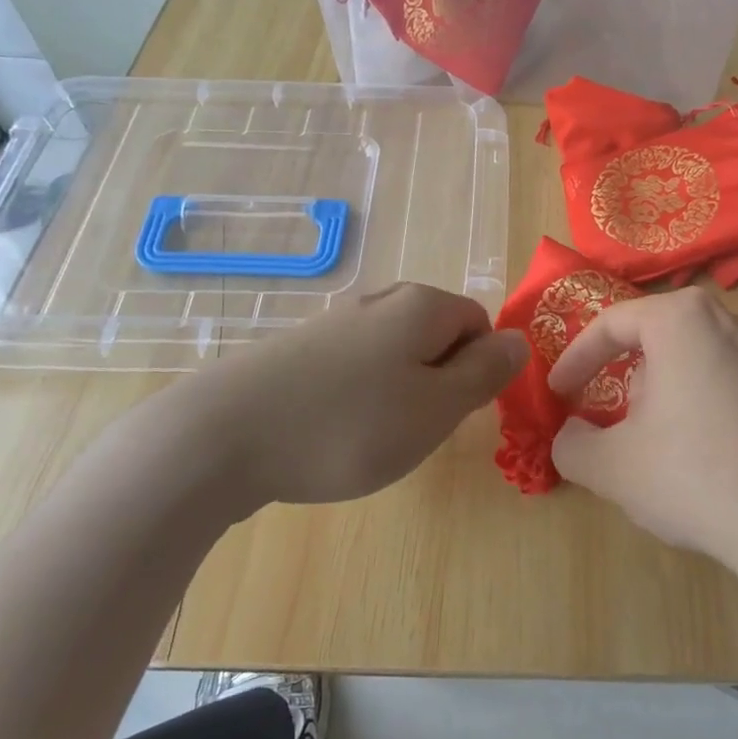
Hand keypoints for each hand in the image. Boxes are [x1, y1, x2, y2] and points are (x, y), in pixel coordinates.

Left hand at [126, 283, 526, 526]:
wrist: (218, 438)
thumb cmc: (347, 425)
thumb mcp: (436, 408)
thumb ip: (485, 372)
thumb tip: (519, 340)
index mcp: (421, 305)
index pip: (479, 324)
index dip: (477, 370)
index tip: (450, 413)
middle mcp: (379, 300)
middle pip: (436, 335)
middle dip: (438, 381)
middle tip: (414, 428)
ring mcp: (332, 322)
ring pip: (393, 354)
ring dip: (397, 393)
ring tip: (371, 436)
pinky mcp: (295, 349)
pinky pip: (352, 367)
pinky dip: (357, 398)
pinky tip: (330, 432)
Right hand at [546, 287, 737, 574]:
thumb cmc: (694, 477)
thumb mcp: (611, 467)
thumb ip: (572, 445)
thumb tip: (571, 435)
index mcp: (682, 319)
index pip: (613, 324)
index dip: (577, 359)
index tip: (559, 393)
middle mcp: (732, 321)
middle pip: (659, 341)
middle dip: (629, 380)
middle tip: (616, 425)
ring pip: (699, 362)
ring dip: (670, 396)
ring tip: (666, 448)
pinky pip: (736, 386)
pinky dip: (712, 411)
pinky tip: (714, 461)